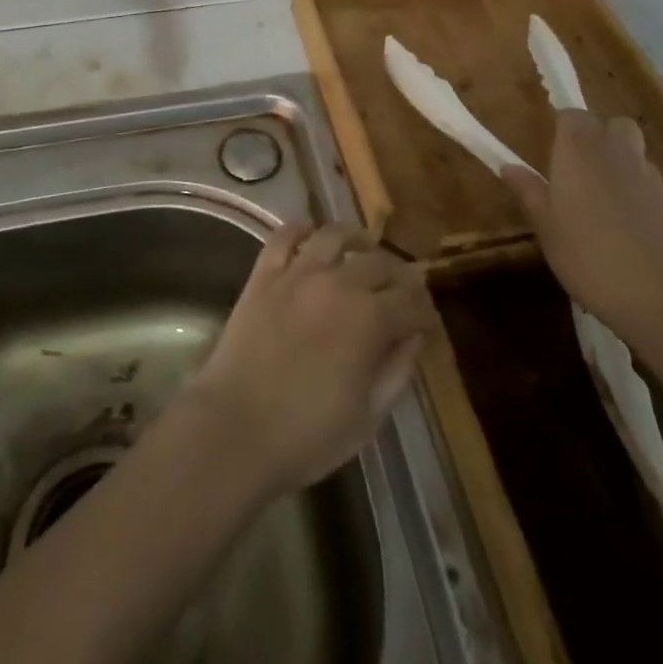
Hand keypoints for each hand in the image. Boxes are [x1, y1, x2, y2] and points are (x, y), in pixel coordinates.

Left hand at [187, 223, 438, 496]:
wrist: (235, 429)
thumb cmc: (308, 435)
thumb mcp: (368, 415)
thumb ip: (397, 370)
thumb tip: (414, 336)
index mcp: (370, 319)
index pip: (411, 301)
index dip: (424, 310)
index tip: (427, 320)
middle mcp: (338, 283)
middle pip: (379, 263)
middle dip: (398, 276)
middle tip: (401, 289)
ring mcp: (298, 273)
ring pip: (334, 236)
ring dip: (355, 239)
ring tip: (362, 248)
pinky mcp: (264, 273)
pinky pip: (285, 236)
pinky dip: (300, 228)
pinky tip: (310, 234)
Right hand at [500, 110, 662, 353]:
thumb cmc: (590, 255)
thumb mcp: (546, 228)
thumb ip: (529, 193)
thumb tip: (509, 167)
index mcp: (579, 149)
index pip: (571, 115)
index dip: (561, 126)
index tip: (549, 146)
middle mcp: (616, 152)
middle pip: (612, 124)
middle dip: (597, 136)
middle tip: (576, 167)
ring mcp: (649, 177)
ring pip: (633, 153)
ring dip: (618, 163)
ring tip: (600, 199)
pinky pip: (648, 182)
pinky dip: (636, 191)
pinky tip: (625, 225)